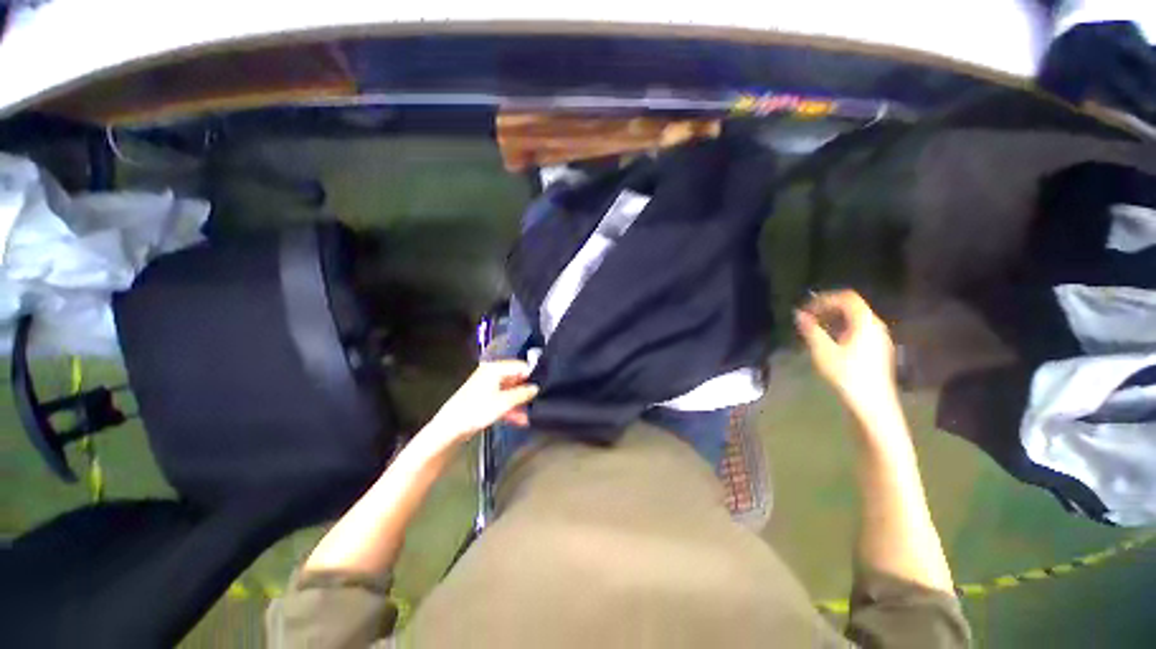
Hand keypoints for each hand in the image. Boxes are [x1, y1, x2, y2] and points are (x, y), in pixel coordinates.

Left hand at [422, 360, 539, 451]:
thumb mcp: (504, 402)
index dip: (532, 376)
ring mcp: (487, 386)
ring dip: (519, 402)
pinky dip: (511, 407)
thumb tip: (536, 388)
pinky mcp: (484, 398)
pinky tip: (520, 419)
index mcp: (495, 368)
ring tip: (530, 414)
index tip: (543, 387)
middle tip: (538, 401)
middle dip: (526, 391)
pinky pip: (502, 399)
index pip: (521, 366)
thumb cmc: (476, 410)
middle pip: (515, 379)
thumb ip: (523, 394)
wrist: (450, 428)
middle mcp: (491, 373)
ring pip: (510, 391)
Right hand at [795, 290, 897, 416]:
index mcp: (865, 322)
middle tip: (807, 318)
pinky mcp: (877, 349)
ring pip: (854, 319)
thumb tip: (798, 314)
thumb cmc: (847, 375)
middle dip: (827, 308)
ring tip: (814, 330)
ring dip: (832, 320)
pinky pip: (858, 330)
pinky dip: (840, 329)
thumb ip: (811, 330)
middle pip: (851, 307)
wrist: (873, 404)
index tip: (806, 309)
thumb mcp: (823, 352)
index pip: (846, 298)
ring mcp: (879, 338)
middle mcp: (875, 326)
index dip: (824, 299)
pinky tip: (828, 343)